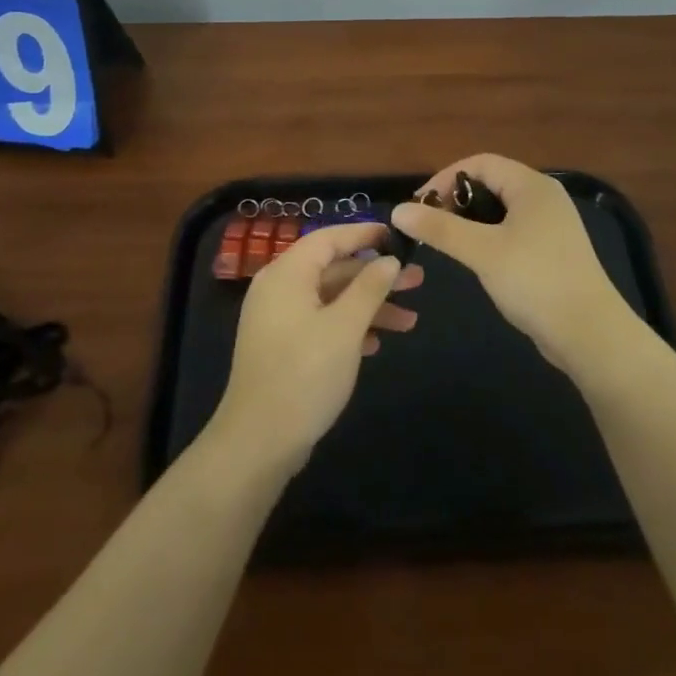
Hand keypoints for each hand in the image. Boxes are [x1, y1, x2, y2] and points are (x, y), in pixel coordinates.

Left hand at [210, 221, 422, 473]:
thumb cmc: (304, 374)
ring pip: (331, 299)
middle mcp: (279, 289)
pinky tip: (376, 344)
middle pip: (334, 269)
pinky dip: (349, 327)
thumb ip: (369, 288)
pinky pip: (321, 322)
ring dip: (369, 307)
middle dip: (376, 276)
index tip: (396, 236)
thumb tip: (389, 260)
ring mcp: (278, 320)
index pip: (328, 238)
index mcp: (287, 274)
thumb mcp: (345, 327)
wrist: (259, 441)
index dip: (363, 234)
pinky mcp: (282, 347)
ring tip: (409, 321)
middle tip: (417, 281)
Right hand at [391, 154, 634, 375]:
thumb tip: (398, 210)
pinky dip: (489, 237)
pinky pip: (513, 230)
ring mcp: (552, 224)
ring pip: (501, 209)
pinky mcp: (553, 250)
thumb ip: (440, 229)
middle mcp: (544, 197)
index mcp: (531, 185)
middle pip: (490, 183)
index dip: (444, 179)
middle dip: (456, 200)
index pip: (479, 163)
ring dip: (471, 221)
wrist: (591, 334)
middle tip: (429, 227)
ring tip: (448, 244)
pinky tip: (477, 261)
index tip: (419, 206)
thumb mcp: (482, 252)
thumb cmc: (535, 281)